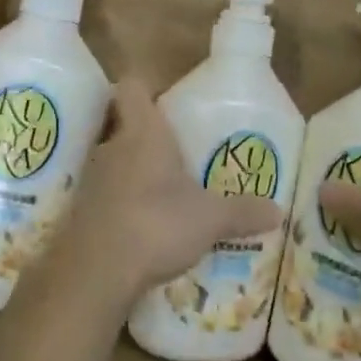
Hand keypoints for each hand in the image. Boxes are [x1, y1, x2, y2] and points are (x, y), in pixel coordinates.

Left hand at [46, 78, 281, 314]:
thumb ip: (242, 212)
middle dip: (147, 136)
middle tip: (175, 153)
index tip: (165, 101)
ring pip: (114, 161)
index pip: (132, 87)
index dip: (145, 88)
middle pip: (123, 124)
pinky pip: (105, 195)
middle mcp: (112, 147)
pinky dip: (121, 203)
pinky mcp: (82, 212)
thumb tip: (278, 211)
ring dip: (133, 171)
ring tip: (163, 191)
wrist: (95, 272)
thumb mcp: (210, 219)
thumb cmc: (156, 224)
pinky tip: (143, 225)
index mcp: (143, 133)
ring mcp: (92, 180)